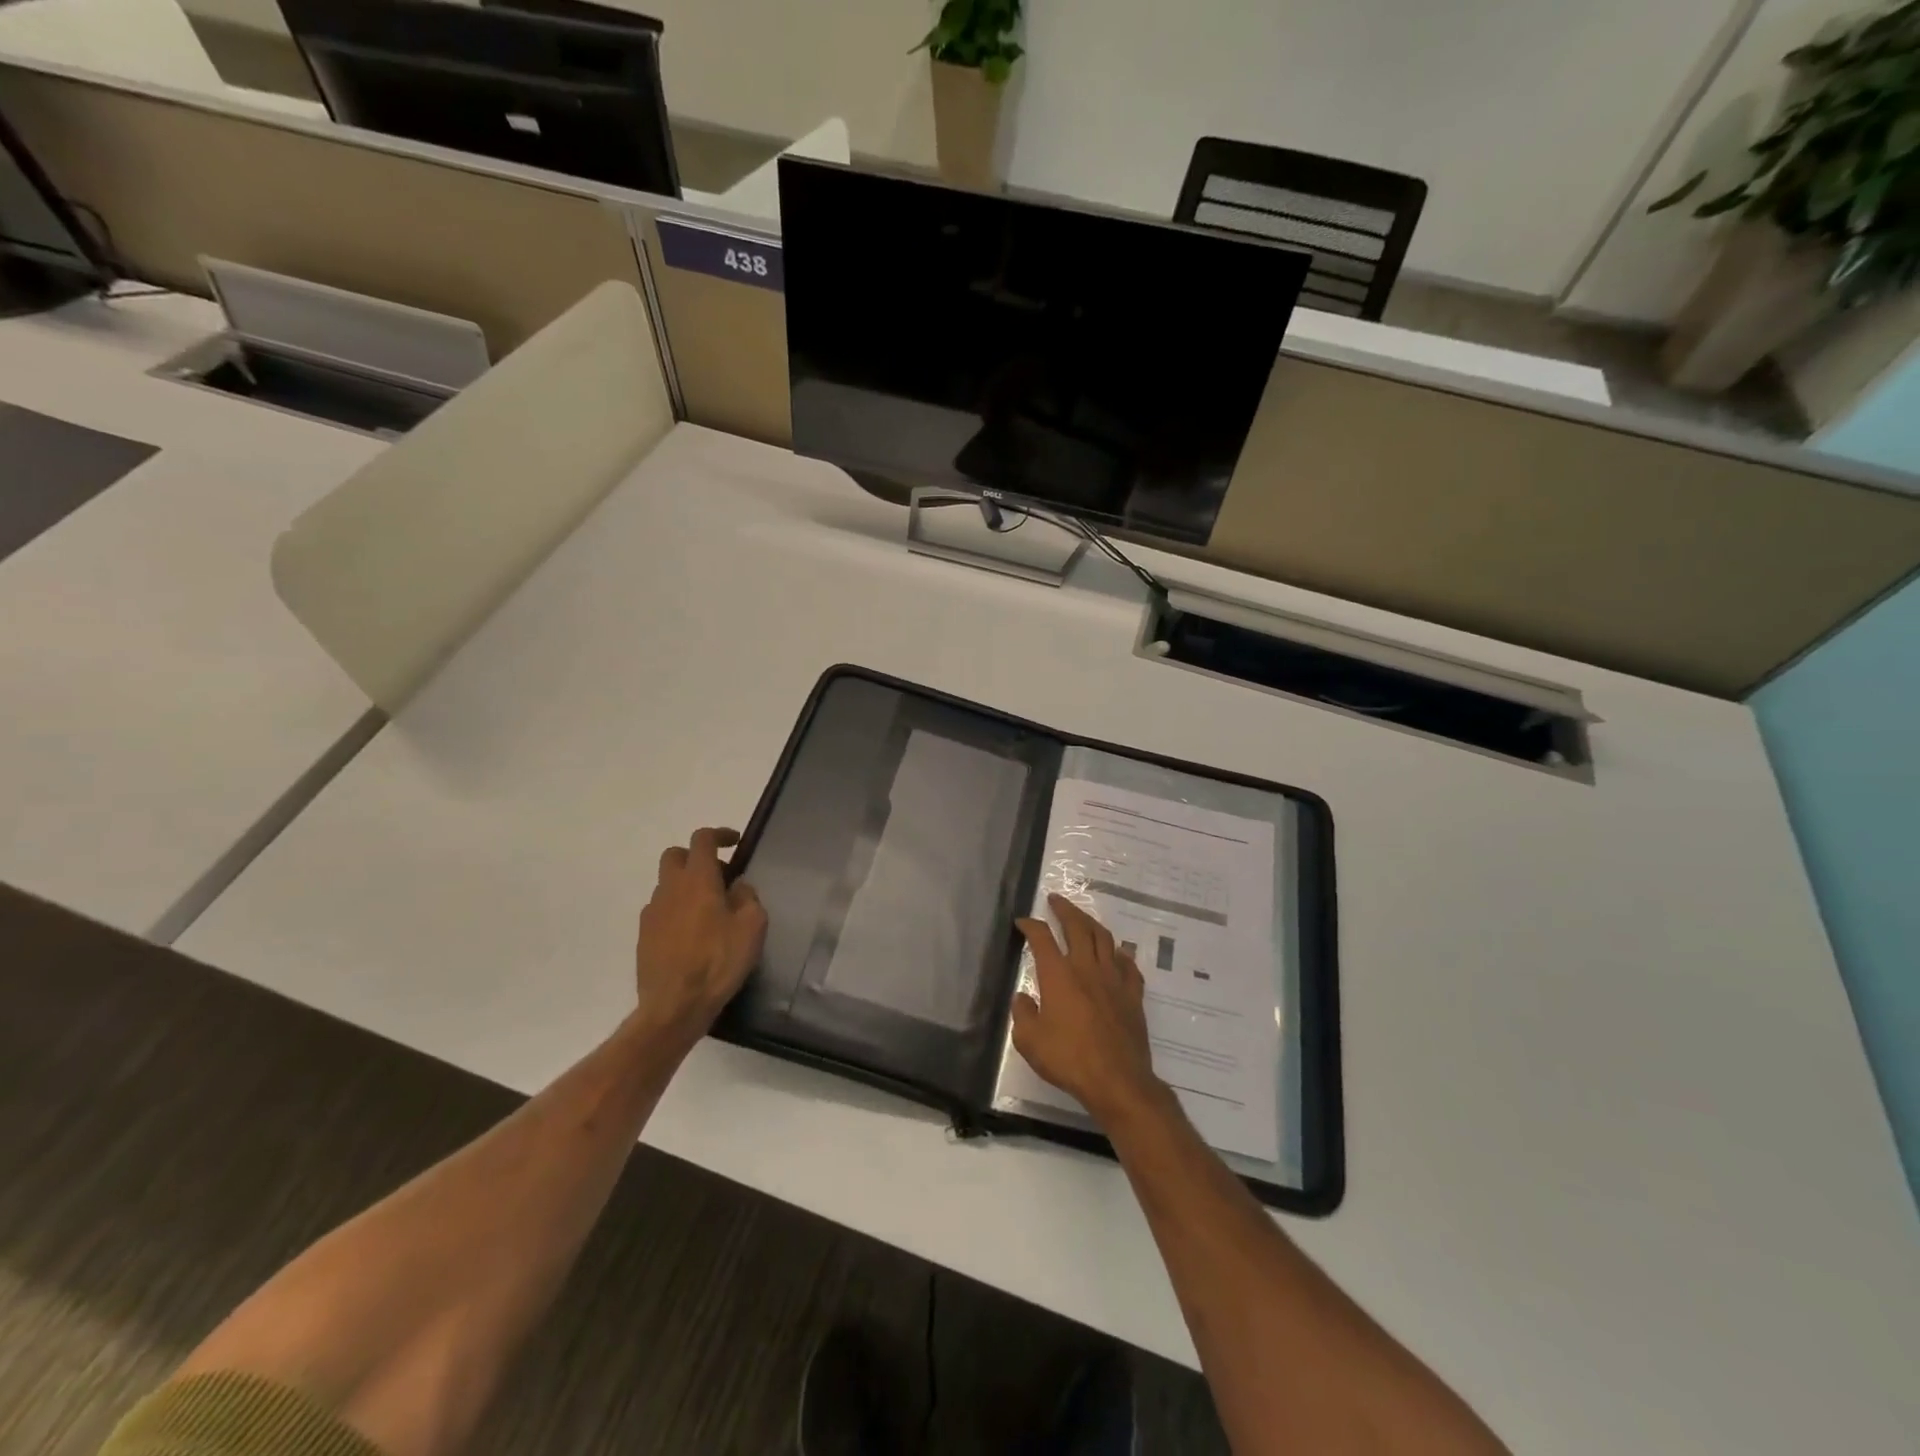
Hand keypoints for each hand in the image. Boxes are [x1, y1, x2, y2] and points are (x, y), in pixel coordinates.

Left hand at [633, 828, 766, 1046]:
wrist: (674, 1006)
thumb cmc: (719, 961)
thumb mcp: (752, 927)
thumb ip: (747, 897)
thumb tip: (737, 886)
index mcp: (698, 880)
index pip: (702, 839)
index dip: (719, 835)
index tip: (735, 843)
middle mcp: (670, 889)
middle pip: (675, 855)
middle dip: (696, 857)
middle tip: (718, 876)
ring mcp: (652, 912)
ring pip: (667, 884)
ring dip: (686, 886)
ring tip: (708, 910)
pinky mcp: (644, 936)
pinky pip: (661, 910)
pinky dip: (676, 910)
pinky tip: (692, 934)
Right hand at [1012, 894, 1165, 1125]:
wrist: (1117, 1080)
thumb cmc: (1068, 1059)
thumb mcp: (1029, 1041)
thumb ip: (1023, 1014)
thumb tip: (1023, 998)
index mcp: (1058, 975)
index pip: (1042, 938)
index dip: (1030, 926)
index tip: (1022, 922)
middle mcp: (1087, 968)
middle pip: (1078, 926)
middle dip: (1065, 909)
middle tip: (1057, 900)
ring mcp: (1114, 979)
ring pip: (1105, 939)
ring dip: (1091, 923)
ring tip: (1083, 919)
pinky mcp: (1133, 995)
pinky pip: (1128, 966)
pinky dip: (1120, 955)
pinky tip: (1118, 954)